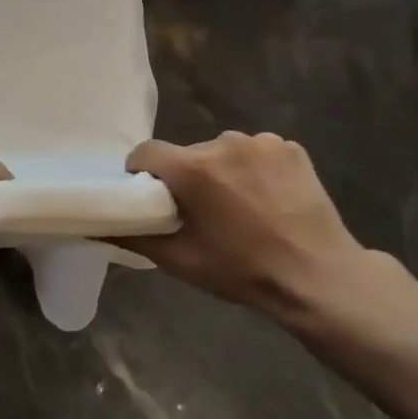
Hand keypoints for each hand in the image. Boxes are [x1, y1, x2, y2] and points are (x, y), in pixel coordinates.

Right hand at [120, 132, 395, 334]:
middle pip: (187, 153)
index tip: (152, 199)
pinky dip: (254, 170)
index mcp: (193, 169)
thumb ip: (134, 236)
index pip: (146, 153)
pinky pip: (256, 152)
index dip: (141, 174)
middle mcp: (224, 143)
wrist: (319, 276)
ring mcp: (262, 142)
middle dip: (186, 177)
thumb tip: (99, 223)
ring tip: (239, 207)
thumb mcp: (180, 261)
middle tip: (200, 212)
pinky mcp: (290, 147)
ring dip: (221, 172)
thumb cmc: (242, 271)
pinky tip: (268, 199)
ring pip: (222, 151)